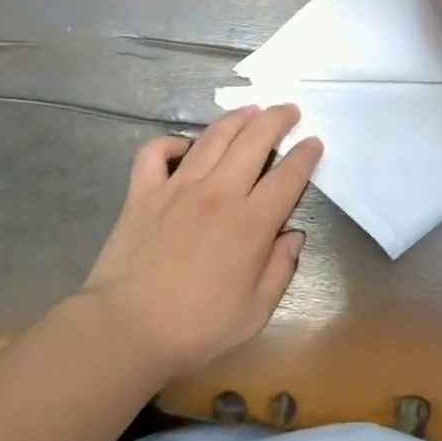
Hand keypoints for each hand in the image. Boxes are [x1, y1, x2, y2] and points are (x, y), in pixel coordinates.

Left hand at [78, 106, 321, 380]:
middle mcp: (219, 193)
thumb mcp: (256, 311)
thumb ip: (281, 268)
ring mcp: (178, 187)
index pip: (289, 175)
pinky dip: (169, 142)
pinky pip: (155, 152)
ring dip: (236, 119)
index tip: (314, 142)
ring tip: (251, 111)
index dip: (306, 154)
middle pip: (254, 140)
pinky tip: (183, 146)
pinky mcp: (143, 192)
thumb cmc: (197, 327)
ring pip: (213, 137)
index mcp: (251, 222)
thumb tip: (293, 235)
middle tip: (288, 111)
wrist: (127, 329)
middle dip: (277, 119)